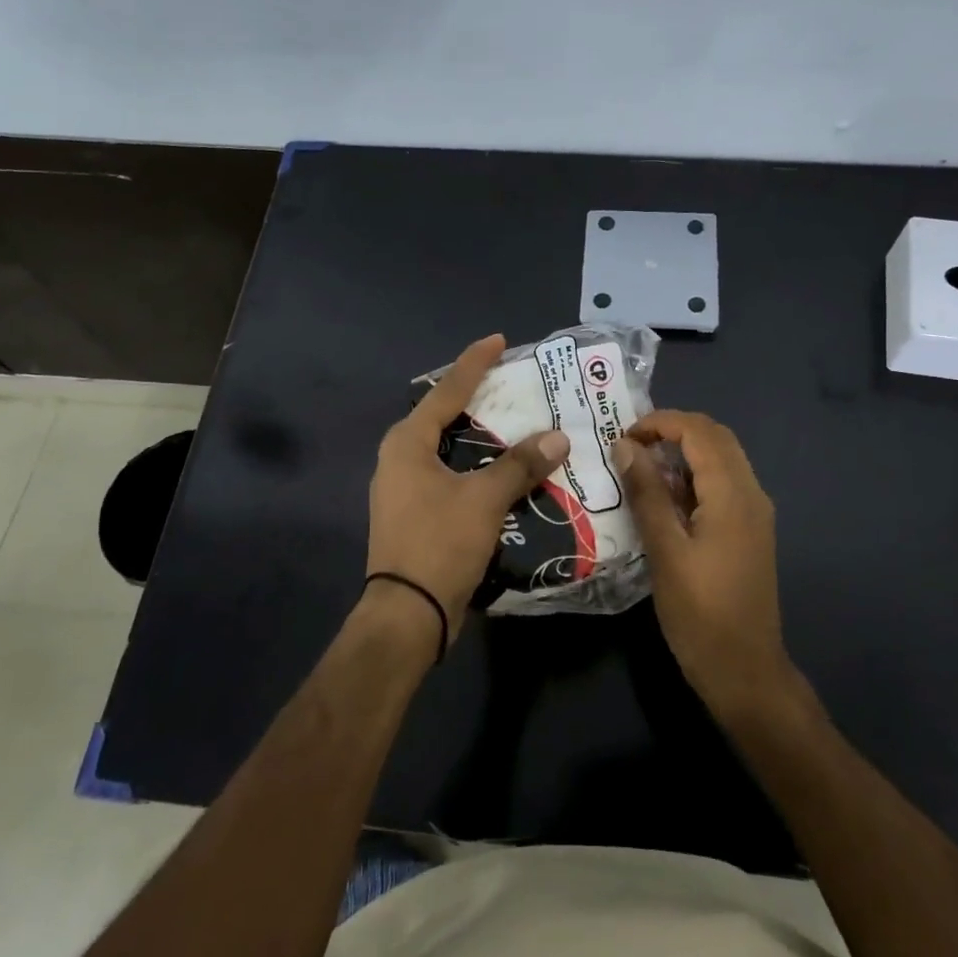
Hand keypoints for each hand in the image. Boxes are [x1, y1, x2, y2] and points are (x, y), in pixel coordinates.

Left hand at [365, 334, 570, 644]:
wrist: (408, 615)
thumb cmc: (439, 543)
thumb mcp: (484, 499)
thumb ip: (520, 464)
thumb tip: (558, 436)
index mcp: (407, 444)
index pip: (446, 391)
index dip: (474, 363)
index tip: (499, 341)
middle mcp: (400, 458)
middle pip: (444, 415)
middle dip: (478, 398)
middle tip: (514, 384)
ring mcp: (405, 488)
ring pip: (449, 448)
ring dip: (481, 436)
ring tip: (517, 424)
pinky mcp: (416, 513)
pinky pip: (452, 474)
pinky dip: (478, 466)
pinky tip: (505, 471)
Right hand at [613, 411, 798, 717]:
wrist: (745, 671)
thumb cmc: (701, 614)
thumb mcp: (665, 551)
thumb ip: (647, 494)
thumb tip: (626, 445)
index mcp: (733, 494)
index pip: (699, 432)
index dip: (660, 423)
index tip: (622, 437)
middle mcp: (751, 493)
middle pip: (715, 438)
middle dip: (673, 431)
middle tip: (630, 445)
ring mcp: (754, 513)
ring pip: (721, 460)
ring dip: (683, 453)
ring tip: (640, 467)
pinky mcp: (749, 531)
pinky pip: (722, 485)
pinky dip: (693, 477)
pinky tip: (663, 499)